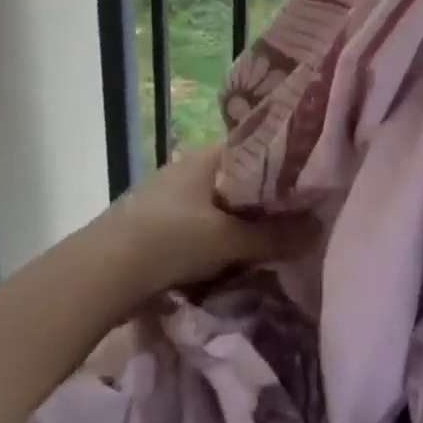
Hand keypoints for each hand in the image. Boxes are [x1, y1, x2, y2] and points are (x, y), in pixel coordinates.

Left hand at [94, 145, 316, 297]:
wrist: (102, 273)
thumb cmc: (171, 240)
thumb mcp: (229, 240)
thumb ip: (275, 236)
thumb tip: (320, 229)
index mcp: (207, 156)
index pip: (256, 150)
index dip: (284, 167)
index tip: (309, 188)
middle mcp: (188, 168)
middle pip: (239, 181)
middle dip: (264, 203)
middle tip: (296, 222)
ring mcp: (170, 195)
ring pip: (219, 206)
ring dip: (240, 225)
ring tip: (270, 245)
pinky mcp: (157, 224)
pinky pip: (200, 226)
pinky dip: (218, 240)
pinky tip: (232, 259)